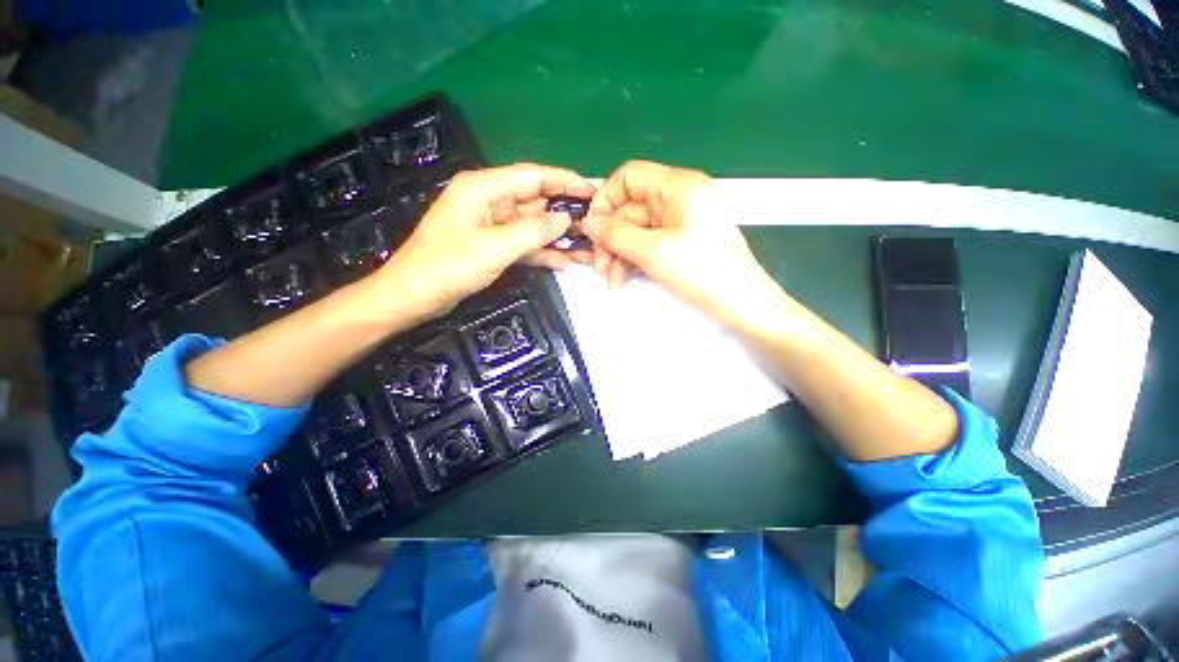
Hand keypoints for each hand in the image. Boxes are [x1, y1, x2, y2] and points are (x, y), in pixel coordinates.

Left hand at [374, 163, 595, 320]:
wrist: (414, 296)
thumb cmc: (447, 267)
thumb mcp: (494, 248)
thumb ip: (533, 232)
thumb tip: (566, 219)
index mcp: (484, 188)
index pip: (533, 177)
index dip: (565, 181)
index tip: (592, 190)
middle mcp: (491, 201)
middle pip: (536, 202)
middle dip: (565, 213)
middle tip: (596, 224)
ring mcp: (493, 225)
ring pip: (533, 226)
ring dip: (558, 237)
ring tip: (588, 247)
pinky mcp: (494, 245)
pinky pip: (525, 244)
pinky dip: (543, 253)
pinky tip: (566, 261)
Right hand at [581, 160, 772, 322]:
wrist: (741, 304)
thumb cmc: (701, 272)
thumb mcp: (653, 251)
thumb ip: (616, 234)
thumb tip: (587, 223)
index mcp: (678, 186)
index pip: (629, 177)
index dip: (605, 200)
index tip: (592, 230)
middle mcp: (679, 197)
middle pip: (630, 208)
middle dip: (611, 238)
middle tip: (600, 267)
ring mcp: (680, 220)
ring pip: (636, 230)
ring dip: (619, 254)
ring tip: (612, 280)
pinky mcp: (680, 240)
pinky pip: (648, 243)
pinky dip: (633, 259)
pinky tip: (623, 280)